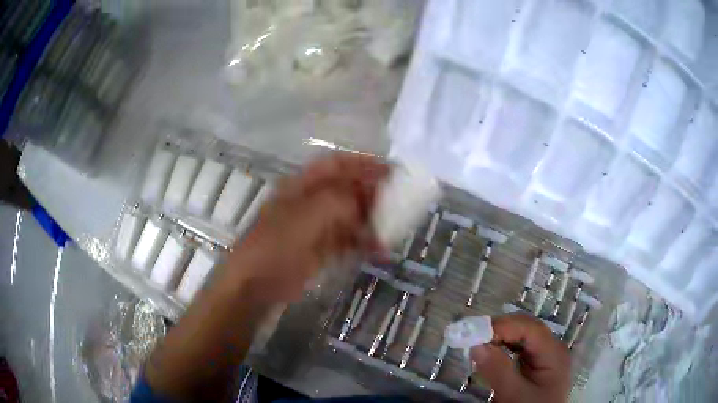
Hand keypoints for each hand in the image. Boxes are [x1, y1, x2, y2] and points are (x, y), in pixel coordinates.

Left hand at [227, 153, 388, 302]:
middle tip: (398, 201)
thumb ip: (340, 200)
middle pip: (346, 189)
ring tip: (395, 227)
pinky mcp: (321, 249)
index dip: (362, 163)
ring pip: (350, 216)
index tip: (389, 170)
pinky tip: (380, 249)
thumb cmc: (278, 242)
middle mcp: (310, 201)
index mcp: (303, 185)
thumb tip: (366, 197)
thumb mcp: (309, 214)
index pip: (336, 164)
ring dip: (372, 220)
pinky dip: (365, 242)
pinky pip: (348, 240)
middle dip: (372, 193)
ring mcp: (316, 226)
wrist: (258, 282)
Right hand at [470, 313, 570, 402]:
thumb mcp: (513, 394)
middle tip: (471, 338)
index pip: (528, 327)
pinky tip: (490, 354)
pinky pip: (519, 349)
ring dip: (499, 338)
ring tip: (477, 344)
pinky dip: (503, 348)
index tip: (473, 334)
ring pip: (521, 337)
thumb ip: (498, 370)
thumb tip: (477, 345)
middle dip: (498, 330)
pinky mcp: (536, 365)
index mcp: (553, 352)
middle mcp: (551, 347)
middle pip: (525, 328)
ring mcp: (544, 356)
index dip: (502, 326)